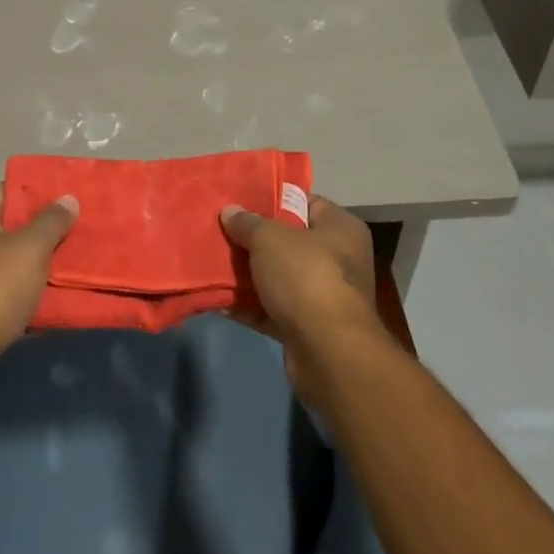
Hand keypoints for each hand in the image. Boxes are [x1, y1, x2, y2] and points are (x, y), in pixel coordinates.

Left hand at [0, 184, 78, 397]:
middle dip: (42, 229)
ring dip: (36, 263)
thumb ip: (52, 221)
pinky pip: (5, 290)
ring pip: (9, 260)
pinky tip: (52, 297)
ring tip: (71, 262)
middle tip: (75, 229)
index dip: (37, 192)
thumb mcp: (31, 248)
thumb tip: (68, 198)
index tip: (66, 198)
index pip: (7, 189)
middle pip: (9, 225)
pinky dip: (25, 292)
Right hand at [220, 195, 389, 396]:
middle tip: (222, 230)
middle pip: (289, 241)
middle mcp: (338, 259)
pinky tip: (219, 298)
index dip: (273, 199)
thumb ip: (247, 223)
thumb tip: (230, 212)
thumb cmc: (306, 277)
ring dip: (248, 274)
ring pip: (278, 277)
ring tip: (213, 261)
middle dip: (254, 239)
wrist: (328, 354)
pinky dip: (250, 305)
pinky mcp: (308, 328)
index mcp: (341, 228)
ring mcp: (324, 296)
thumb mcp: (269, 238)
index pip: (306, 202)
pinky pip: (273, 308)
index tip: (242, 200)